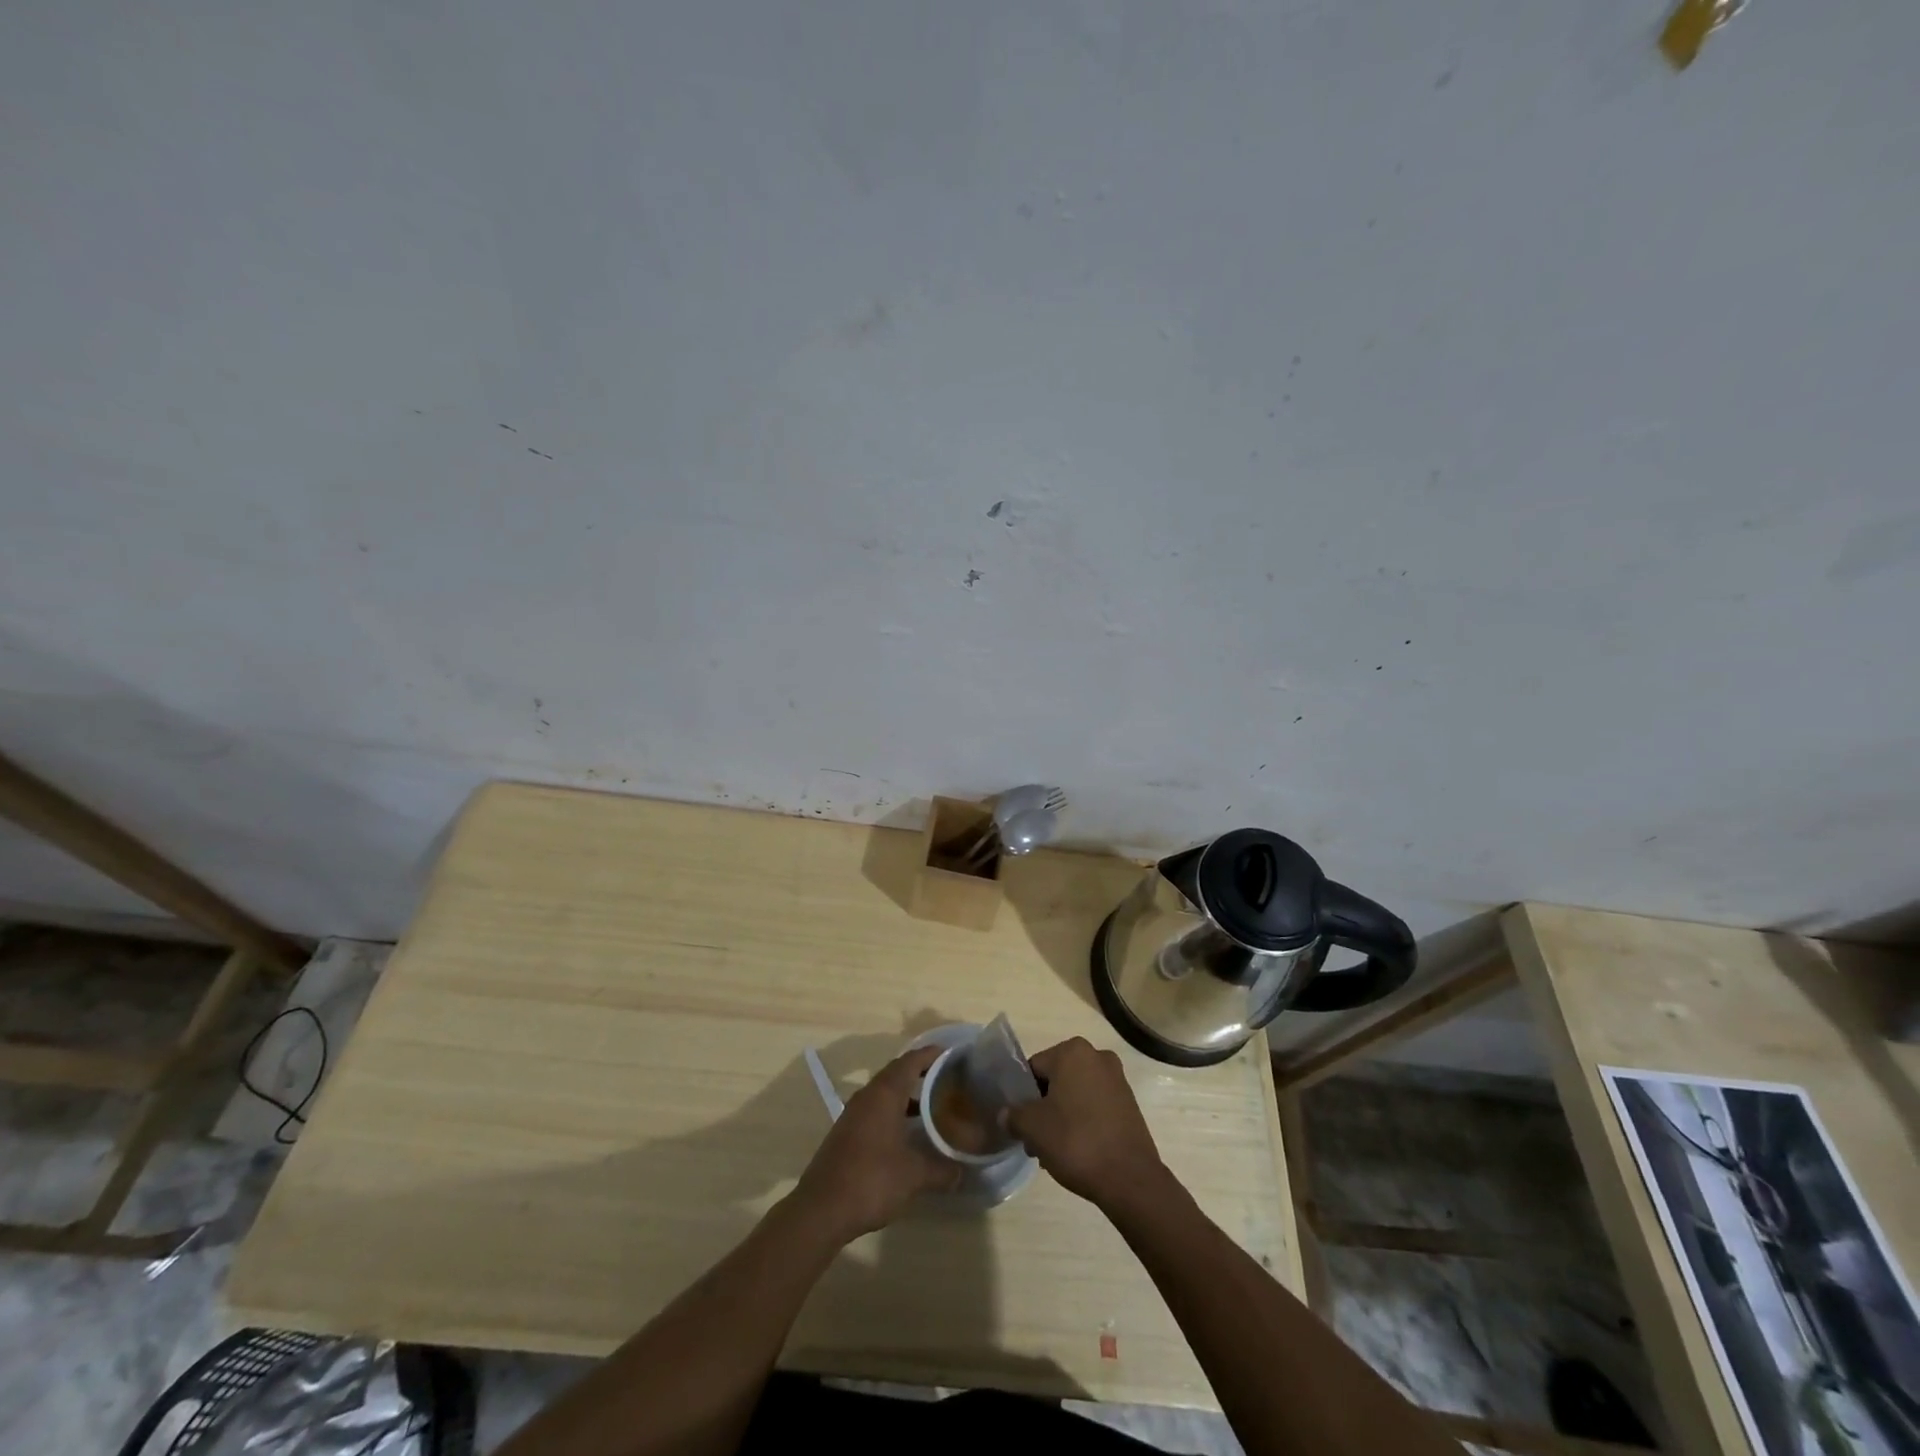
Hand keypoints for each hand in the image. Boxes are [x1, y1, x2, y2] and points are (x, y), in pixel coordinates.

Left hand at [791, 1046, 959, 1242]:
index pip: (911, 1061)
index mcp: (884, 1094)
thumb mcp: (914, 1176)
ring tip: (932, 1106)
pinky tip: (907, 1133)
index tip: (953, 1054)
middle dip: (921, 1073)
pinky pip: (875, 1109)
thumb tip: (962, 1171)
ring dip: (907, 1095)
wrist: (821, 1210)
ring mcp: (853, 1114)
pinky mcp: (846, 1132)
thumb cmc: (871, 1180)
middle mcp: (867, 1096)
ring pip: (884, 1092)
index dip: (931, 1054)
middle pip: (897, 1073)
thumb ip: (941, 1170)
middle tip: (947, 1080)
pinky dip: (894, 1112)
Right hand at [1006, 1038, 1168, 1209]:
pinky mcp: (1129, 1103)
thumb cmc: (1076, 1141)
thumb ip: (1013, 1115)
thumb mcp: (1032, 1128)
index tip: (1022, 1124)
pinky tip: (1077, 1150)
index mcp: (1073, 1051)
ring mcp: (1117, 1079)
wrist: (1130, 1178)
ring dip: (1062, 1116)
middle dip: (1043, 1107)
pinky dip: (1083, 1121)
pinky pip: (1095, 1106)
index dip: (1023, 1096)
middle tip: (1036, 1140)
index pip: (1034, 1068)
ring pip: (1075, 1094)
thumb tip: (1006, 1114)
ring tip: (1055, 1151)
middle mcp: (1097, 1056)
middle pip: (1056, 1080)